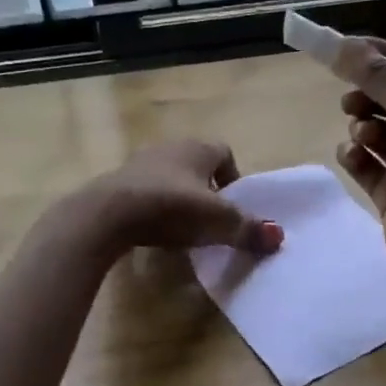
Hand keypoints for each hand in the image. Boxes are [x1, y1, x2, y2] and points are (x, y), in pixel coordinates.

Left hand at [83, 139, 283, 255]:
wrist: (107, 214)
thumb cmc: (170, 207)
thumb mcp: (216, 222)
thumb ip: (248, 229)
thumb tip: (278, 238)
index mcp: (197, 148)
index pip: (224, 153)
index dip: (233, 178)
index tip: (232, 206)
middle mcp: (169, 147)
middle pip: (197, 165)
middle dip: (207, 189)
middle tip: (211, 219)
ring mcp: (139, 163)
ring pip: (170, 177)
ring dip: (179, 198)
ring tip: (183, 227)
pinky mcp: (117, 183)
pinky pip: (145, 191)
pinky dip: (154, 207)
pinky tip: (154, 230)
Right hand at [332, 38, 385, 311]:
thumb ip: (381, 78)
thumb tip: (343, 46)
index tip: (347, 46)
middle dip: (370, 94)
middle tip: (349, 97)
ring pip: (380, 132)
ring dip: (363, 125)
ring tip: (359, 132)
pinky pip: (368, 165)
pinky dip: (356, 156)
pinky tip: (350, 156)